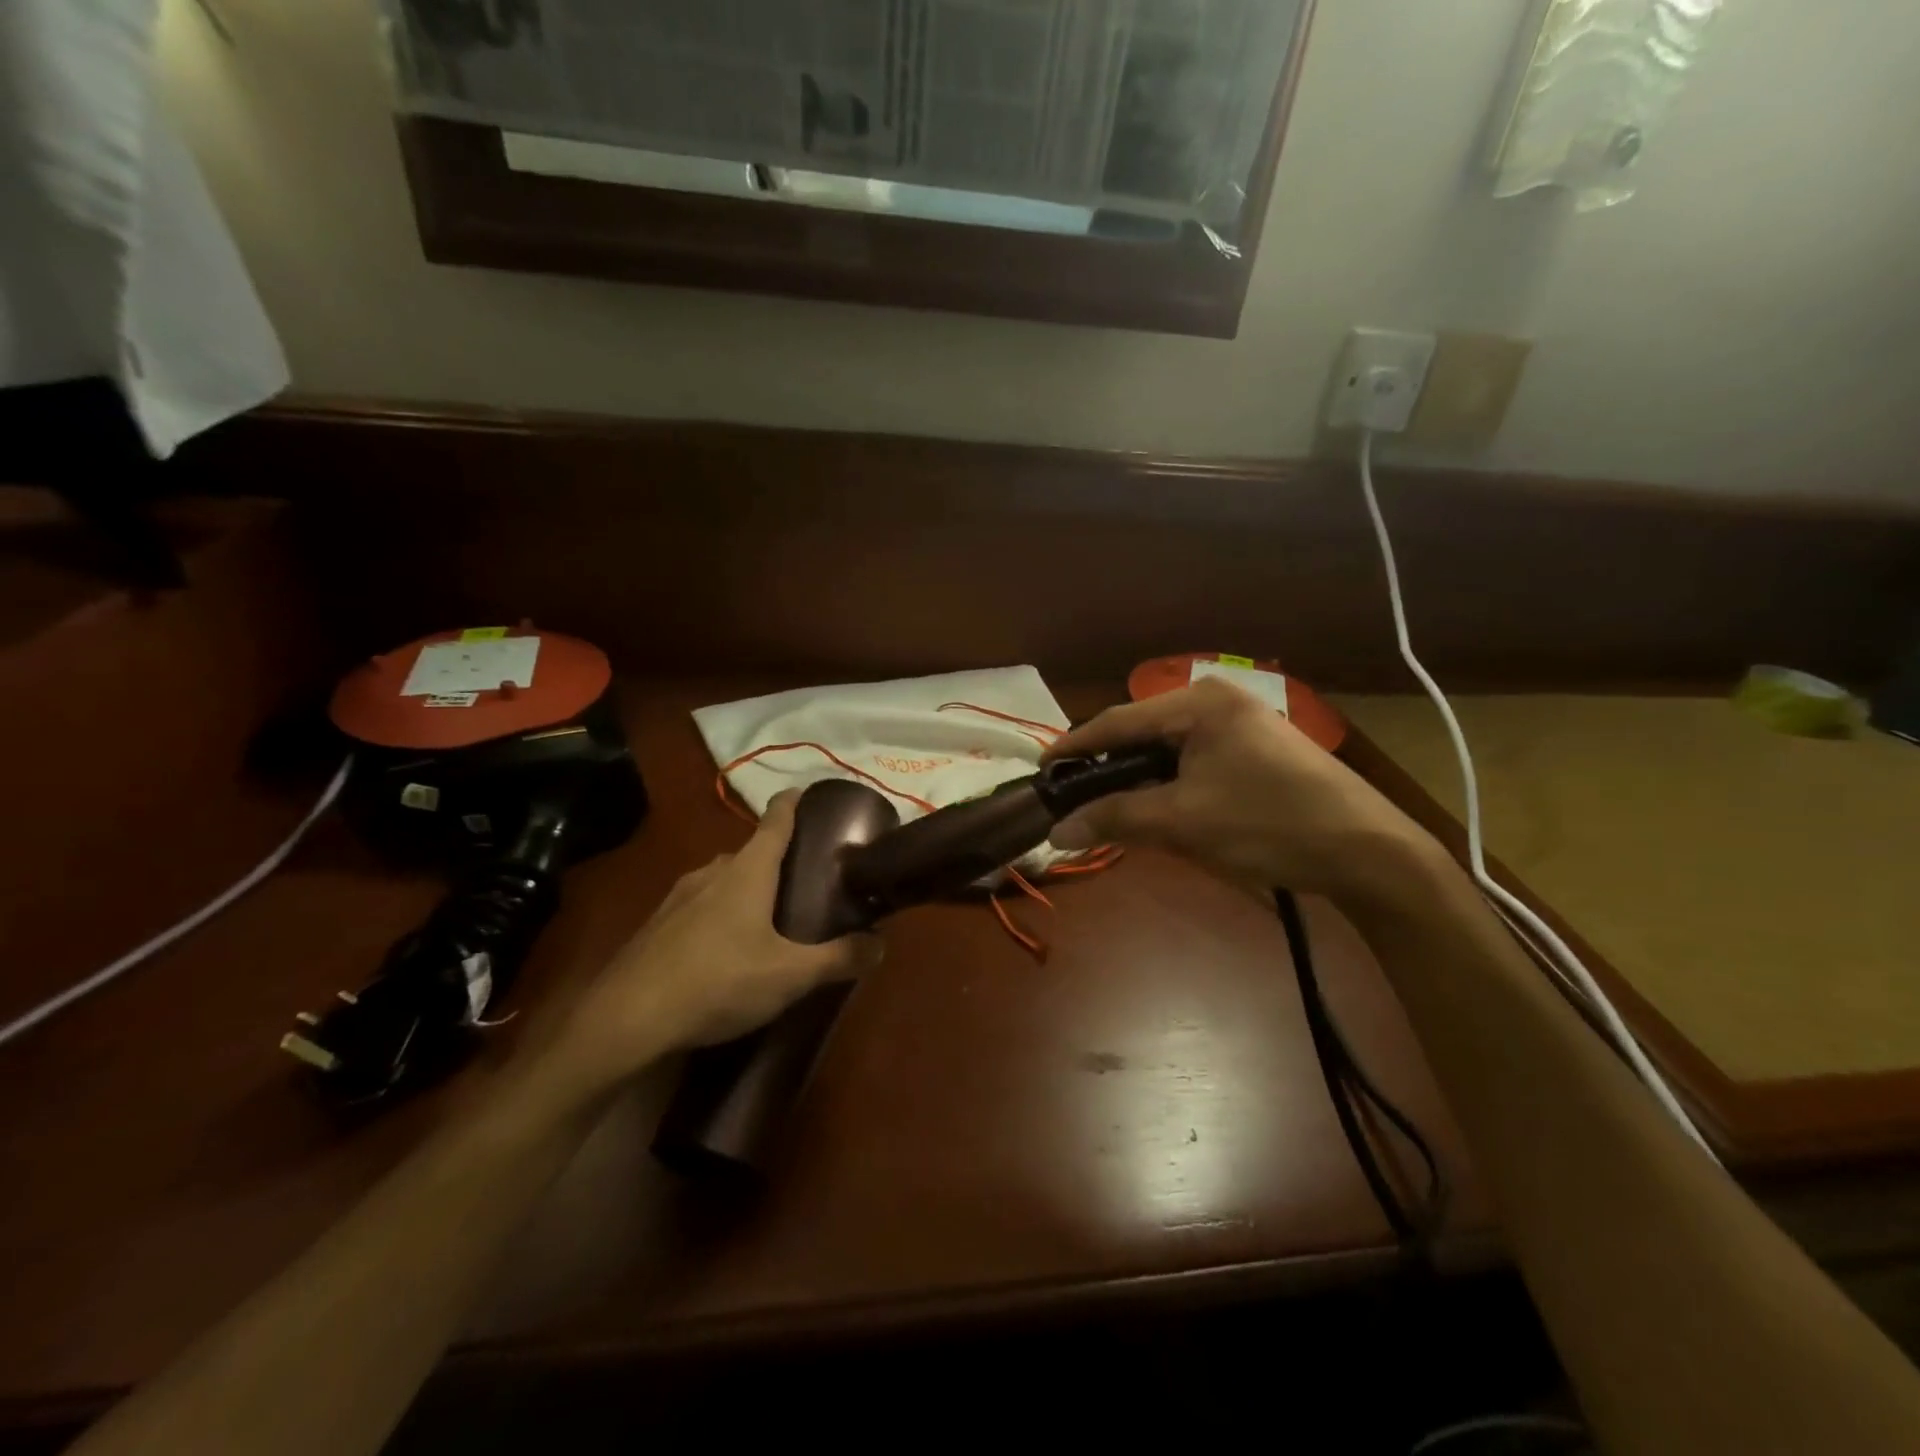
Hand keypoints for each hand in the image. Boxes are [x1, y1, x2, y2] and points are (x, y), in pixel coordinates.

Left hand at [544, 792, 882, 1097]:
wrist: (625, 1019)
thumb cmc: (718, 981)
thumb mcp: (790, 975)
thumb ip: (839, 958)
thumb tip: (881, 942)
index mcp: (748, 870)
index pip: (776, 818)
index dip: (795, 802)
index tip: (812, 796)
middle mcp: (712, 871)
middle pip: (751, 850)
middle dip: (778, 858)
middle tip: (807, 880)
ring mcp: (679, 896)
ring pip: (723, 879)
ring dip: (748, 887)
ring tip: (770, 917)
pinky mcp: (657, 925)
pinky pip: (699, 905)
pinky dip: (720, 912)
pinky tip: (725, 948)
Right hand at [1045, 679, 1435, 902]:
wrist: (1367, 852)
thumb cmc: (1268, 824)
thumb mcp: (1183, 822)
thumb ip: (1115, 819)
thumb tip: (1056, 832)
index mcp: (1199, 703)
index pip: (1117, 721)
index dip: (1074, 748)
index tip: (1040, 772)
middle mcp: (1217, 701)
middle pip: (1141, 733)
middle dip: (1106, 768)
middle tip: (1072, 799)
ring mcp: (1240, 723)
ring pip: (1166, 750)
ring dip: (1137, 781)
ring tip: (1109, 809)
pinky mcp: (1255, 749)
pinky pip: (1192, 761)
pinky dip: (1168, 785)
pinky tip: (1158, 810)